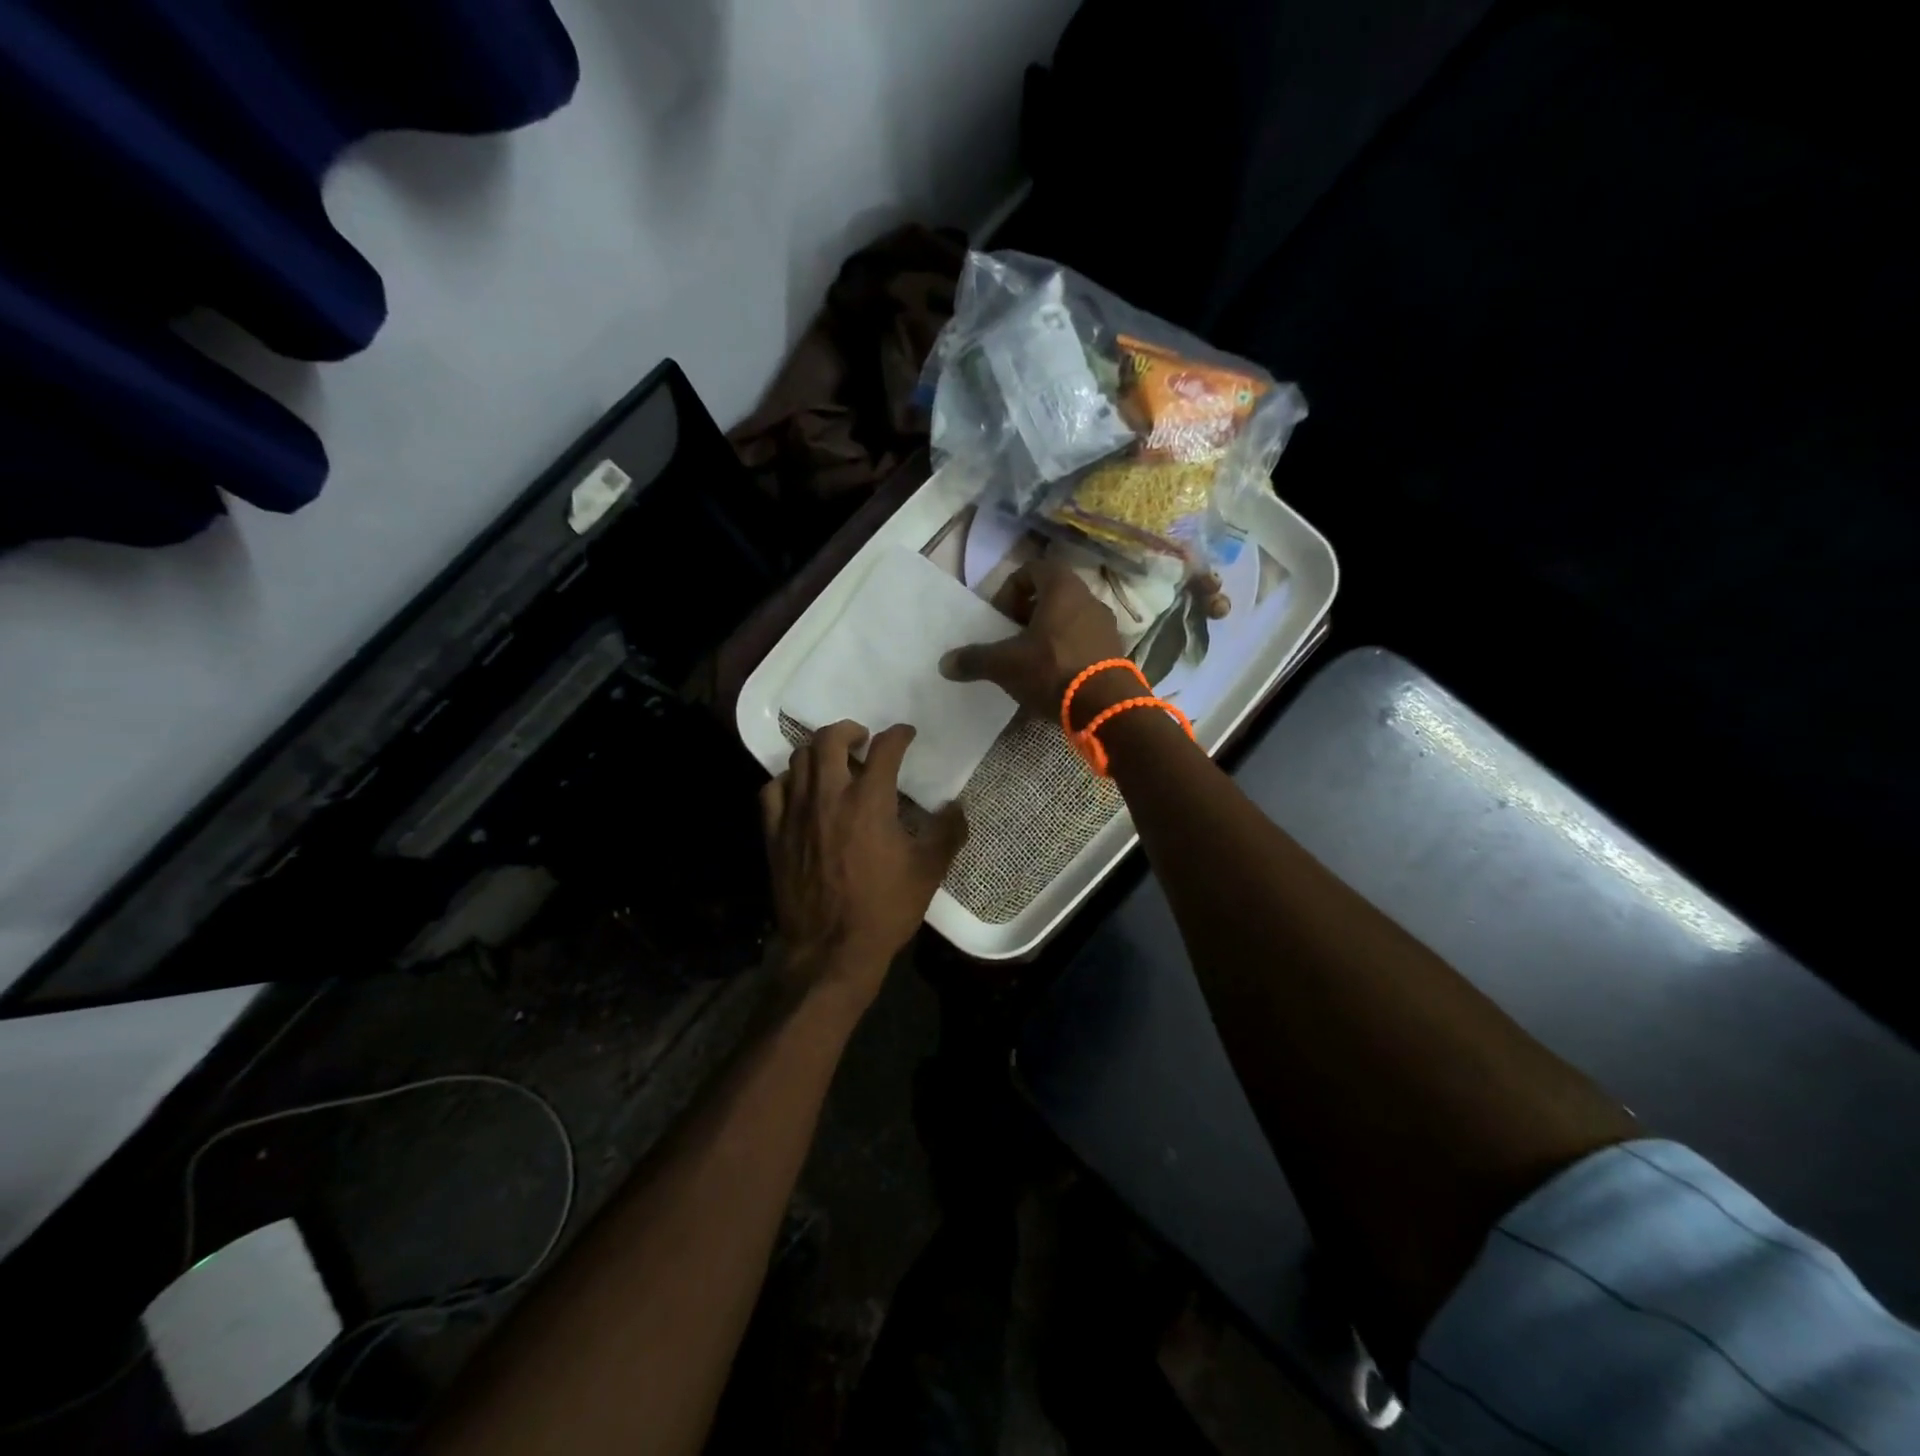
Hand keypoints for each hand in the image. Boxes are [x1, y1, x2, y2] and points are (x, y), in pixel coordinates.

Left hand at [761, 721, 968, 1007]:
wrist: (831, 951)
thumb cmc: (884, 909)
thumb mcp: (928, 872)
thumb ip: (947, 833)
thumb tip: (957, 806)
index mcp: (870, 801)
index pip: (885, 749)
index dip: (899, 735)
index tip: (905, 735)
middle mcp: (829, 796)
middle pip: (830, 739)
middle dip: (849, 730)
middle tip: (862, 740)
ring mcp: (796, 813)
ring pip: (799, 759)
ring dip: (819, 751)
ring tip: (833, 762)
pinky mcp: (775, 834)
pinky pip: (773, 790)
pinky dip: (788, 780)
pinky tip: (800, 790)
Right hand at [939, 559, 1125, 720]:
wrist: (1105, 706)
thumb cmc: (1052, 670)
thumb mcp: (1005, 664)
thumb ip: (975, 659)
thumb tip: (945, 663)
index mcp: (1063, 589)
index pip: (1035, 568)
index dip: (1012, 588)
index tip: (1001, 615)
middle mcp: (1089, 600)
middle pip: (1053, 595)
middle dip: (1029, 613)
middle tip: (1012, 637)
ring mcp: (1106, 626)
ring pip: (1070, 619)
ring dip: (1048, 634)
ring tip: (1031, 660)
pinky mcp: (1115, 652)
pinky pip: (1084, 642)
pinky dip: (1066, 652)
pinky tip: (1053, 678)